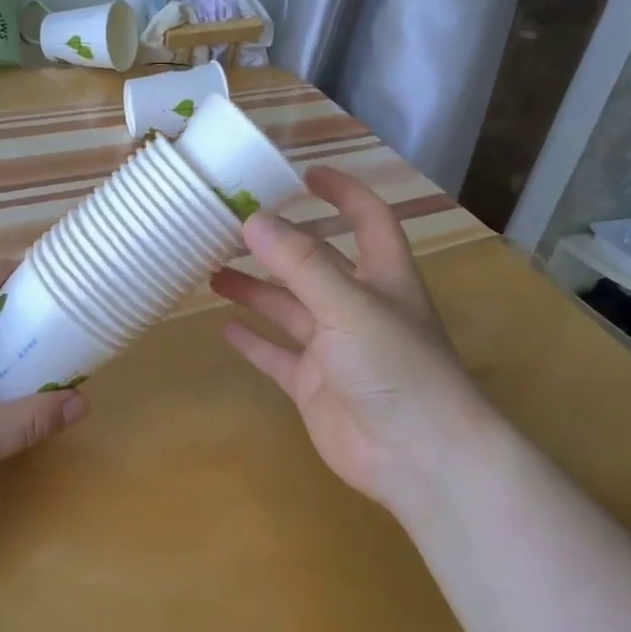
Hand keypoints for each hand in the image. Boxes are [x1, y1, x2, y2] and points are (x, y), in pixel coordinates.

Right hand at [210, 167, 488, 518]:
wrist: (418, 458)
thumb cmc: (396, 366)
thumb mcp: (348, 304)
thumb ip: (300, 262)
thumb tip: (251, 219)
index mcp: (382, 276)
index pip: (367, 218)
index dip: (342, 191)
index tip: (304, 173)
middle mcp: (358, 306)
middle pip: (315, 262)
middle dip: (278, 243)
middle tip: (230, 225)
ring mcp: (335, 348)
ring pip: (289, 307)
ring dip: (255, 289)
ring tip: (211, 269)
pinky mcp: (315, 386)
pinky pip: (278, 356)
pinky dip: (254, 341)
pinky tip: (224, 327)